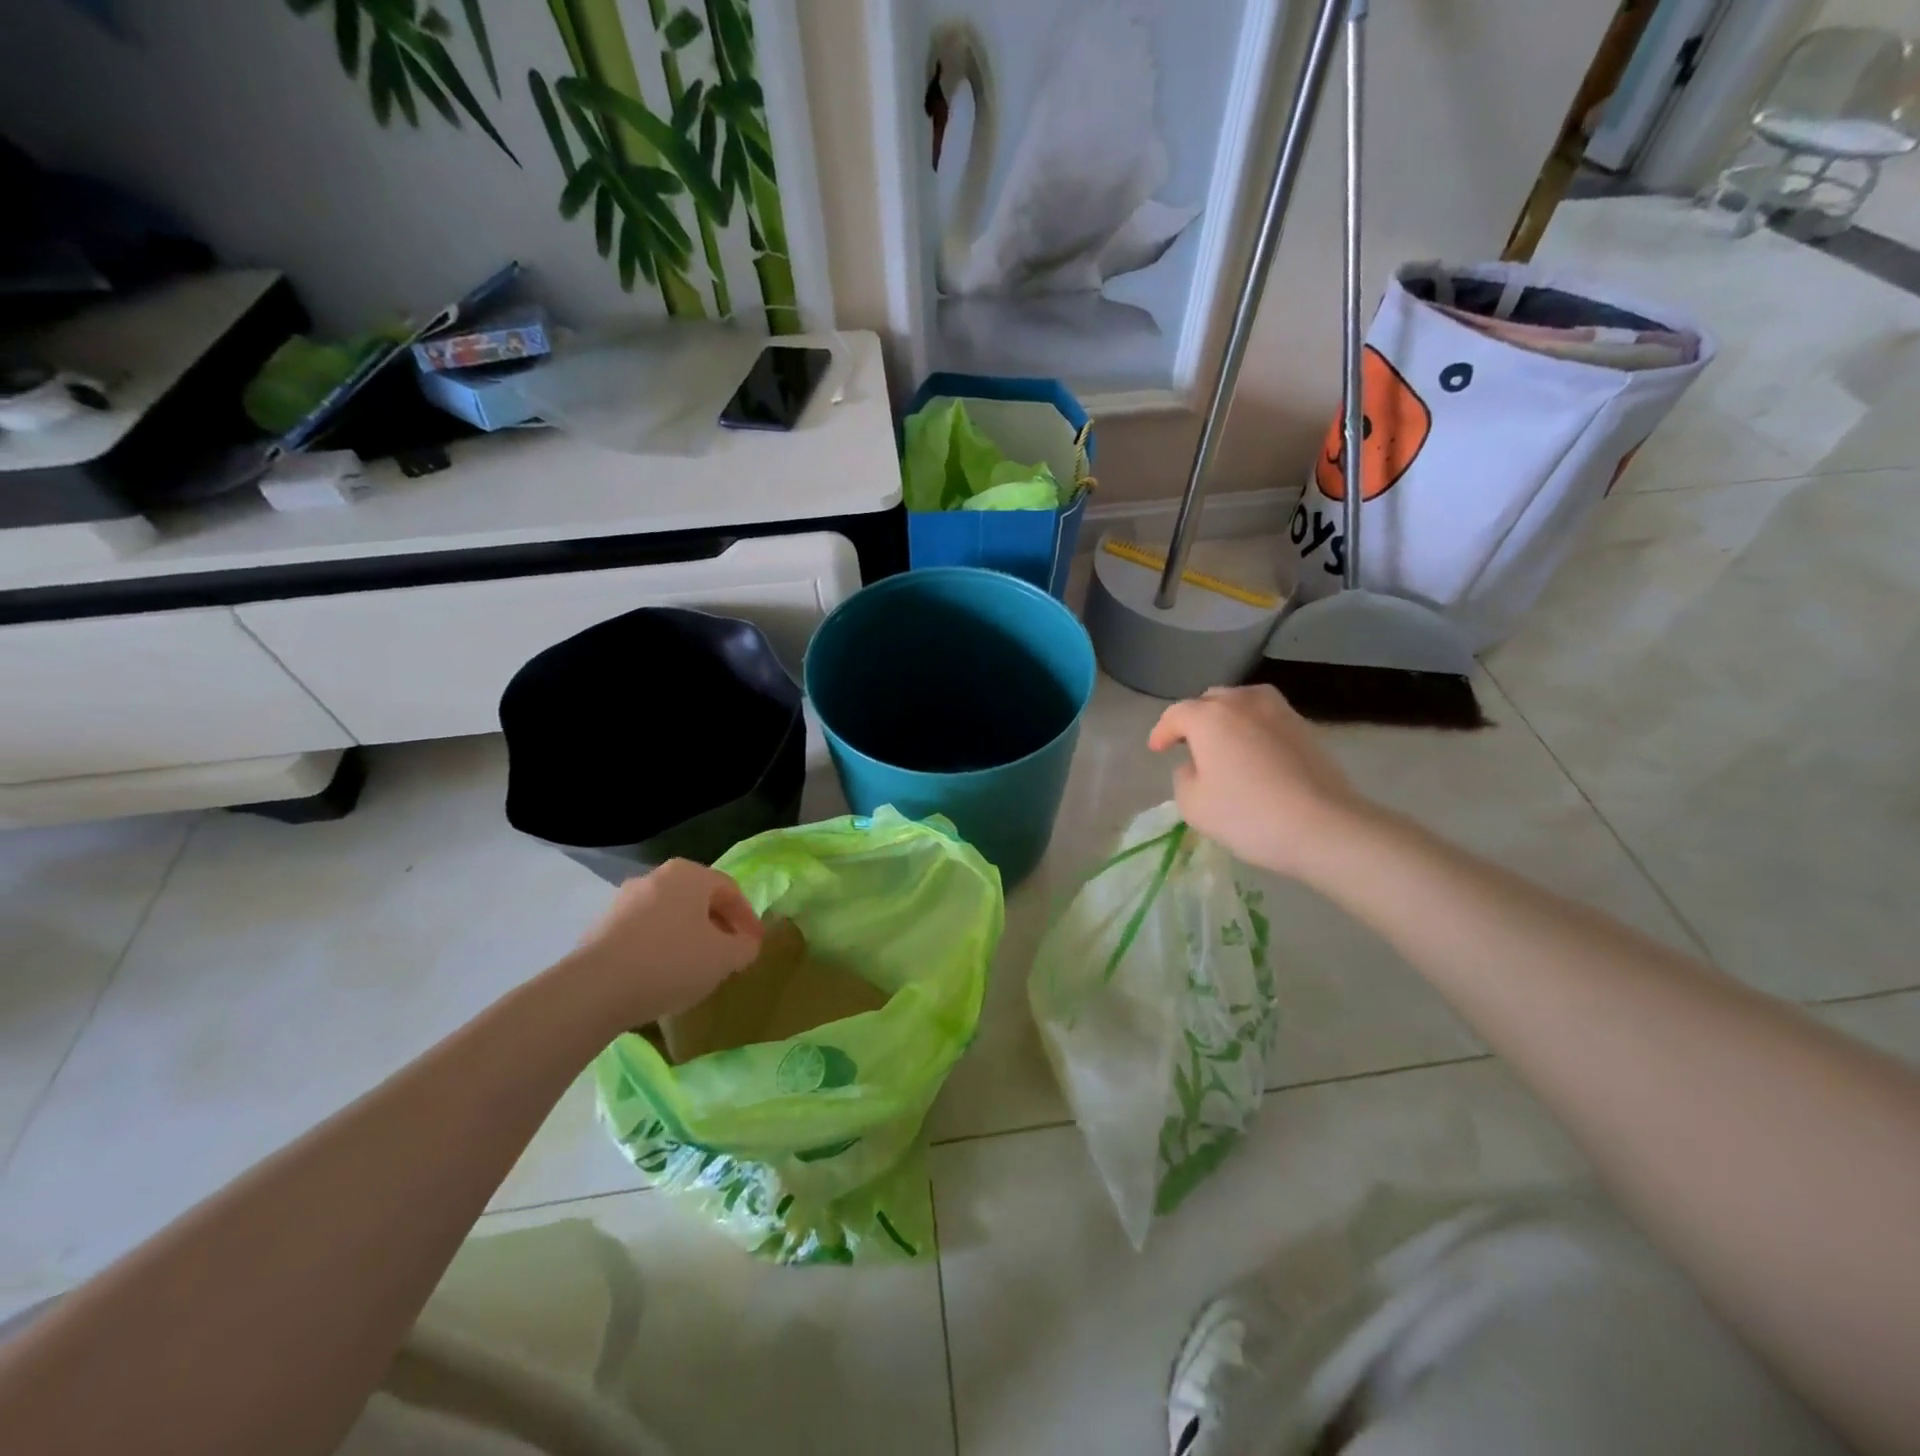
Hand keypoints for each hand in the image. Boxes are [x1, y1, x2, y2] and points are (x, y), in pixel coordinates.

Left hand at [575, 859, 763, 1024]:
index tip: (754, 945)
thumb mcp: (724, 958)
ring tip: (695, 968)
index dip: (748, 918)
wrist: (596, 988)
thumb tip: (746, 944)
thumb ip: (745, 947)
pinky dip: (659, 949)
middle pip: (697, 900)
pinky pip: (642, 934)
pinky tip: (662, 976)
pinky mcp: (600, 928)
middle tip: (728, 954)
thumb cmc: (672, 961)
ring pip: (668, 916)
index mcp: (689, 874)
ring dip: (687, 937)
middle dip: (717, 926)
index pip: (730, 890)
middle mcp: (655, 878)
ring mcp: (623, 901)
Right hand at [1148, 686, 1372, 879]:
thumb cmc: (1247, 815)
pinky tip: (1253, 752)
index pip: (1176, 714)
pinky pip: (1266, 718)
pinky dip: (1253, 729)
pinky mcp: (1305, 727)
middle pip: (1210, 701)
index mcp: (1209, 716)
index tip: (1156, 750)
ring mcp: (1279, 711)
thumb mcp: (1193, 804)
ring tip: (1222, 743)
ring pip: (1242, 703)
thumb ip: (1184, 777)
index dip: (1162, 732)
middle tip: (1188, 744)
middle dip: (1194, 719)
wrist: (1324, 826)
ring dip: (1226, 718)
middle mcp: (1243, 702)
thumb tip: (1197, 765)